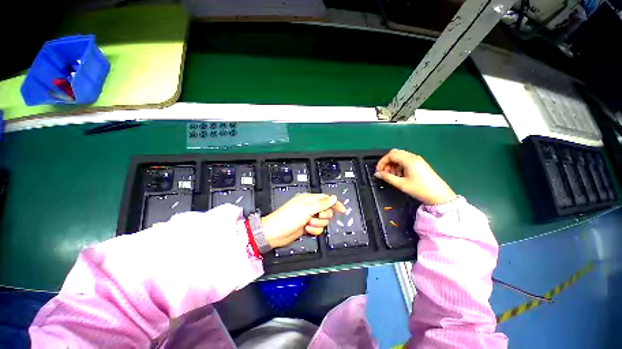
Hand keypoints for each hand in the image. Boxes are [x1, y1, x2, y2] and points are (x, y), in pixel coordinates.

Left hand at [261, 194, 345, 248]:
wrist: (276, 233)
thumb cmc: (287, 217)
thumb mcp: (307, 209)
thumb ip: (322, 203)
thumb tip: (333, 197)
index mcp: (309, 199)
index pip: (326, 199)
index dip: (335, 203)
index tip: (342, 209)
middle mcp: (310, 207)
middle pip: (326, 211)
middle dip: (324, 216)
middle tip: (317, 217)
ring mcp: (308, 217)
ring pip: (323, 221)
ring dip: (317, 224)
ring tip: (309, 224)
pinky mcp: (307, 226)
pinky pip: (317, 229)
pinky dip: (314, 231)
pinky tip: (307, 229)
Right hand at [375, 149, 456, 204]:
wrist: (439, 196)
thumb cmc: (420, 189)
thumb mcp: (401, 184)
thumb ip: (387, 177)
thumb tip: (377, 174)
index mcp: (409, 160)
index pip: (390, 155)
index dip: (382, 162)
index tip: (378, 171)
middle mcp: (413, 157)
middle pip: (395, 154)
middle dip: (387, 162)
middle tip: (384, 172)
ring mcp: (417, 160)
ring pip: (400, 157)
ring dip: (392, 164)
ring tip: (391, 176)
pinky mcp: (419, 164)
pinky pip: (405, 161)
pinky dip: (399, 166)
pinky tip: (399, 175)